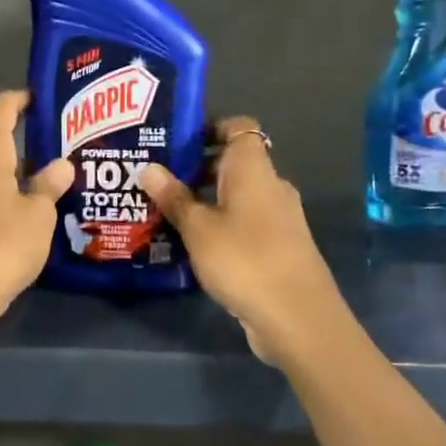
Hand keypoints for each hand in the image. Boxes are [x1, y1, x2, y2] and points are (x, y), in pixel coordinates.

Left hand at [0, 90, 73, 314]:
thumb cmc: (2, 244)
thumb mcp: (38, 216)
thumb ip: (49, 186)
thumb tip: (61, 163)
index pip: (0, 113)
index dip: (17, 101)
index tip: (34, 96)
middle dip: (16, 144)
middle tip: (48, 150)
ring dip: (4, 176)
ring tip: (34, 186)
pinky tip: (11, 217)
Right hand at [137, 117, 342, 365]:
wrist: (297, 317)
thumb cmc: (244, 259)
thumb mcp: (198, 228)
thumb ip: (173, 197)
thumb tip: (148, 167)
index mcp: (253, 169)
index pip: (239, 128)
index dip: (209, 129)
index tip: (175, 142)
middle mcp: (270, 186)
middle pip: (232, 164)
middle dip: (195, 169)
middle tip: (155, 179)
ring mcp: (277, 218)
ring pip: (235, 196)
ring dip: (204, 201)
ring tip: (163, 212)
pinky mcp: (277, 246)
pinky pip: (242, 223)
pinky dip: (218, 225)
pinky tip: (189, 244)